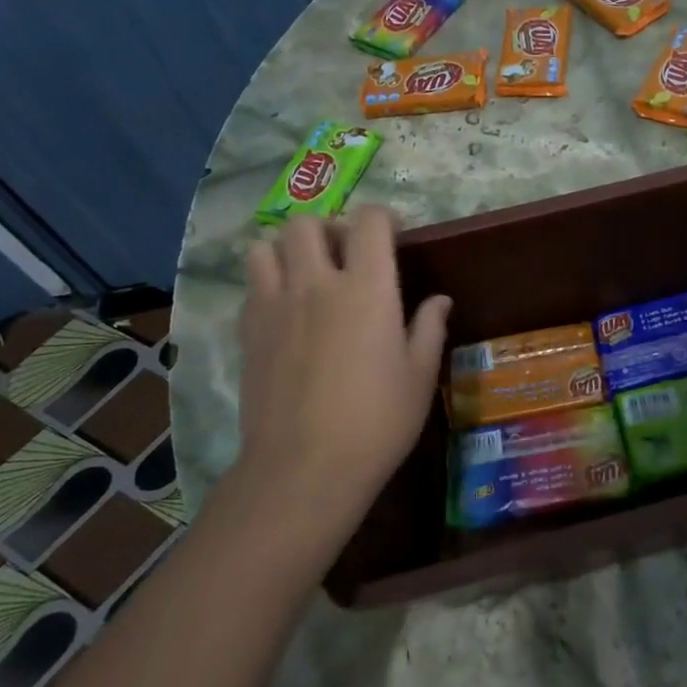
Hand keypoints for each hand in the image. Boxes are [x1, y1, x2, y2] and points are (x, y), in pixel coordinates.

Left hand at [231, 209, 449, 549]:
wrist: (304, 467)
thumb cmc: (377, 421)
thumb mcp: (420, 375)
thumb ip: (429, 327)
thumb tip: (439, 299)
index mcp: (366, 288)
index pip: (370, 220)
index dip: (384, 219)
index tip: (395, 240)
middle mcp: (316, 283)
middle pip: (307, 223)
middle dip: (329, 229)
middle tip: (345, 257)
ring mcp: (274, 306)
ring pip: (265, 247)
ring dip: (287, 251)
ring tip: (306, 277)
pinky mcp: (247, 332)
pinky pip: (251, 287)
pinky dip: (267, 286)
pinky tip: (286, 315)